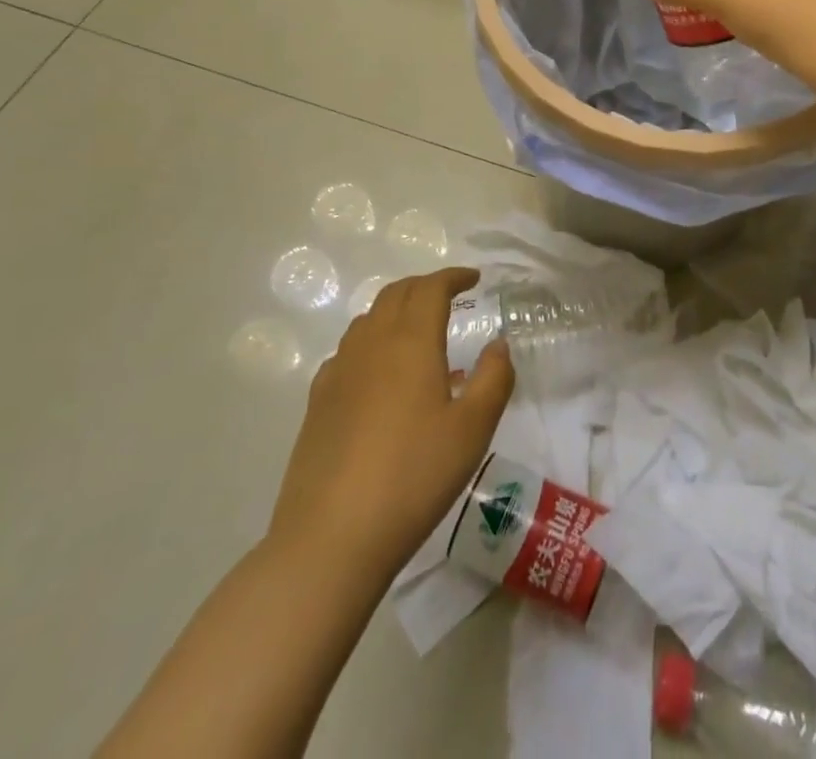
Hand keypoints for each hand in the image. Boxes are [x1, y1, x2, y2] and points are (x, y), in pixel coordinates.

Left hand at [268, 267, 513, 580]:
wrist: (331, 537)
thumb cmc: (413, 477)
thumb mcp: (472, 430)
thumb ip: (494, 378)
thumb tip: (497, 345)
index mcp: (411, 342)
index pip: (431, 288)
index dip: (453, 277)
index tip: (473, 279)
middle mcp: (371, 344)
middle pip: (396, 294)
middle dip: (425, 286)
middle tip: (449, 295)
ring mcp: (339, 372)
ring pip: (369, 319)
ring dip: (396, 310)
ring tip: (418, 330)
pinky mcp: (318, 403)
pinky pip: (348, 351)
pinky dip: (371, 342)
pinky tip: (380, 374)